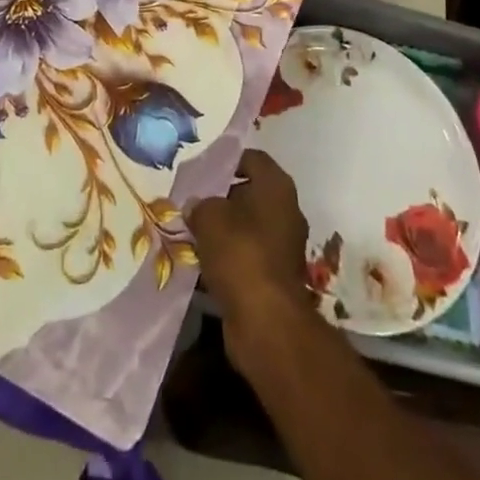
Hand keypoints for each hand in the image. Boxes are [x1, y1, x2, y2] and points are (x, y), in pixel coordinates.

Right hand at [186, 150, 314, 333]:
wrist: (266, 321)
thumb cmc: (240, 253)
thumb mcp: (209, 217)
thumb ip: (200, 204)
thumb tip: (196, 206)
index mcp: (277, 185)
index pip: (251, 158)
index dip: (226, 161)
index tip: (201, 170)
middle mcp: (286, 210)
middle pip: (250, 192)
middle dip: (223, 198)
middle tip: (193, 201)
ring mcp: (285, 245)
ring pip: (248, 226)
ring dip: (225, 230)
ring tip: (193, 232)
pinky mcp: (277, 276)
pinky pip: (249, 255)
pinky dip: (230, 257)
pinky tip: (204, 262)